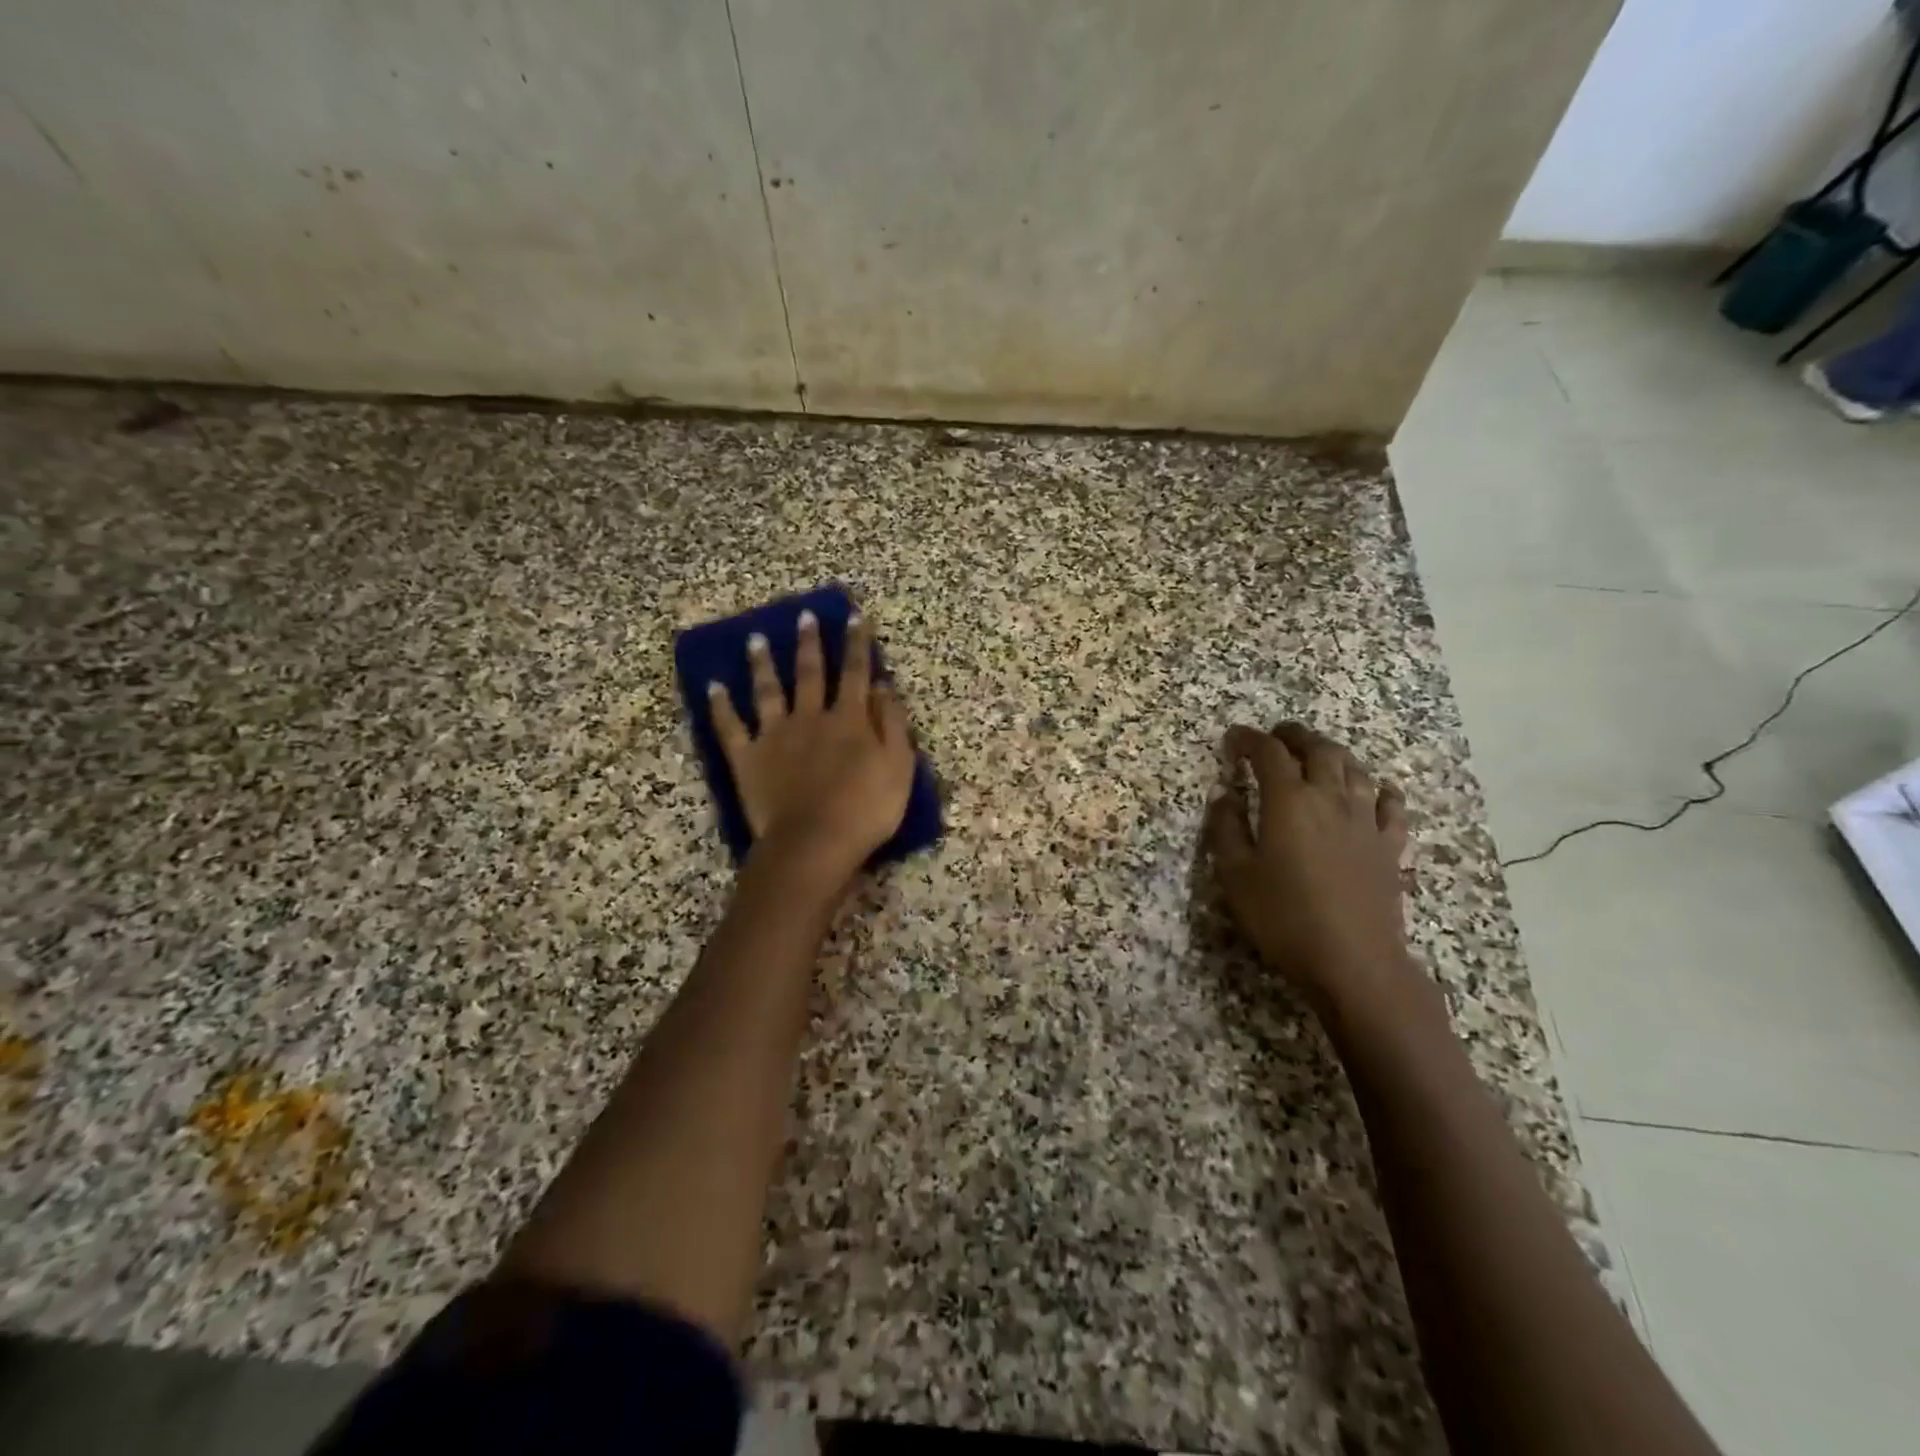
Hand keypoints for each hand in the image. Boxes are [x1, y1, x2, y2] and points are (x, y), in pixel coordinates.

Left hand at [709, 610, 915, 883]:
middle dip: (809, 643)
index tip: (855, 618)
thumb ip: (893, 725)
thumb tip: (884, 687)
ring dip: (763, 664)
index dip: (857, 644)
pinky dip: (721, 706)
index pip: (856, 673)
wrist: (814, 843)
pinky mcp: (747, 758)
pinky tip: (713, 686)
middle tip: (804, 616)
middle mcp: (811, 717)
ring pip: (768, 691)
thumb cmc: (866, 810)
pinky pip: (730, 727)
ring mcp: (775, 736)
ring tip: (755, 639)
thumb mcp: (899, 767)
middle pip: (810, 673)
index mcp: (849, 720)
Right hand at [1206, 722, 1417, 1013]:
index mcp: (1288, 800)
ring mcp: (1365, 820)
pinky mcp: (1389, 845)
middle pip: (1318, 749)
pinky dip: (1379, 789)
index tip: (1234, 737)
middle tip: (1278, 735)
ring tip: (1318, 754)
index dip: (1249, 739)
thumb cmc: (1284, 917)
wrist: (1354, 961)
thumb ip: (1225, 829)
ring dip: (1333, 754)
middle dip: (1295, 736)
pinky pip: (1390, 804)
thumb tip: (1223, 795)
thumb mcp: (1236, 875)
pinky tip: (1376, 790)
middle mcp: (1330, 798)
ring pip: (1354, 769)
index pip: (1268, 753)